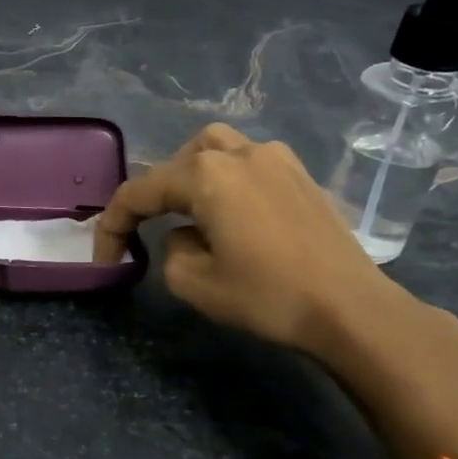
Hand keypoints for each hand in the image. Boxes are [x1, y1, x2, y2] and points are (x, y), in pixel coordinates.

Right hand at [94, 124, 425, 365]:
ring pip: (214, 149)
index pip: (139, 192)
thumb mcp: (193, 283)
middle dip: (154, 195)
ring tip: (188, 211)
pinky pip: (248, 162)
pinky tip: (232, 213)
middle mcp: (238, 153)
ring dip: (191, 176)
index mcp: (205, 174)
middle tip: (147, 231)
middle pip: (176, 161)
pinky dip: (226, 179)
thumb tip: (187, 234)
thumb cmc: (267, 295)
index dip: (113, 226)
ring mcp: (276, 158)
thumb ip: (170, 250)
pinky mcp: (300, 175)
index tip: (106, 260)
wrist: (351, 309)